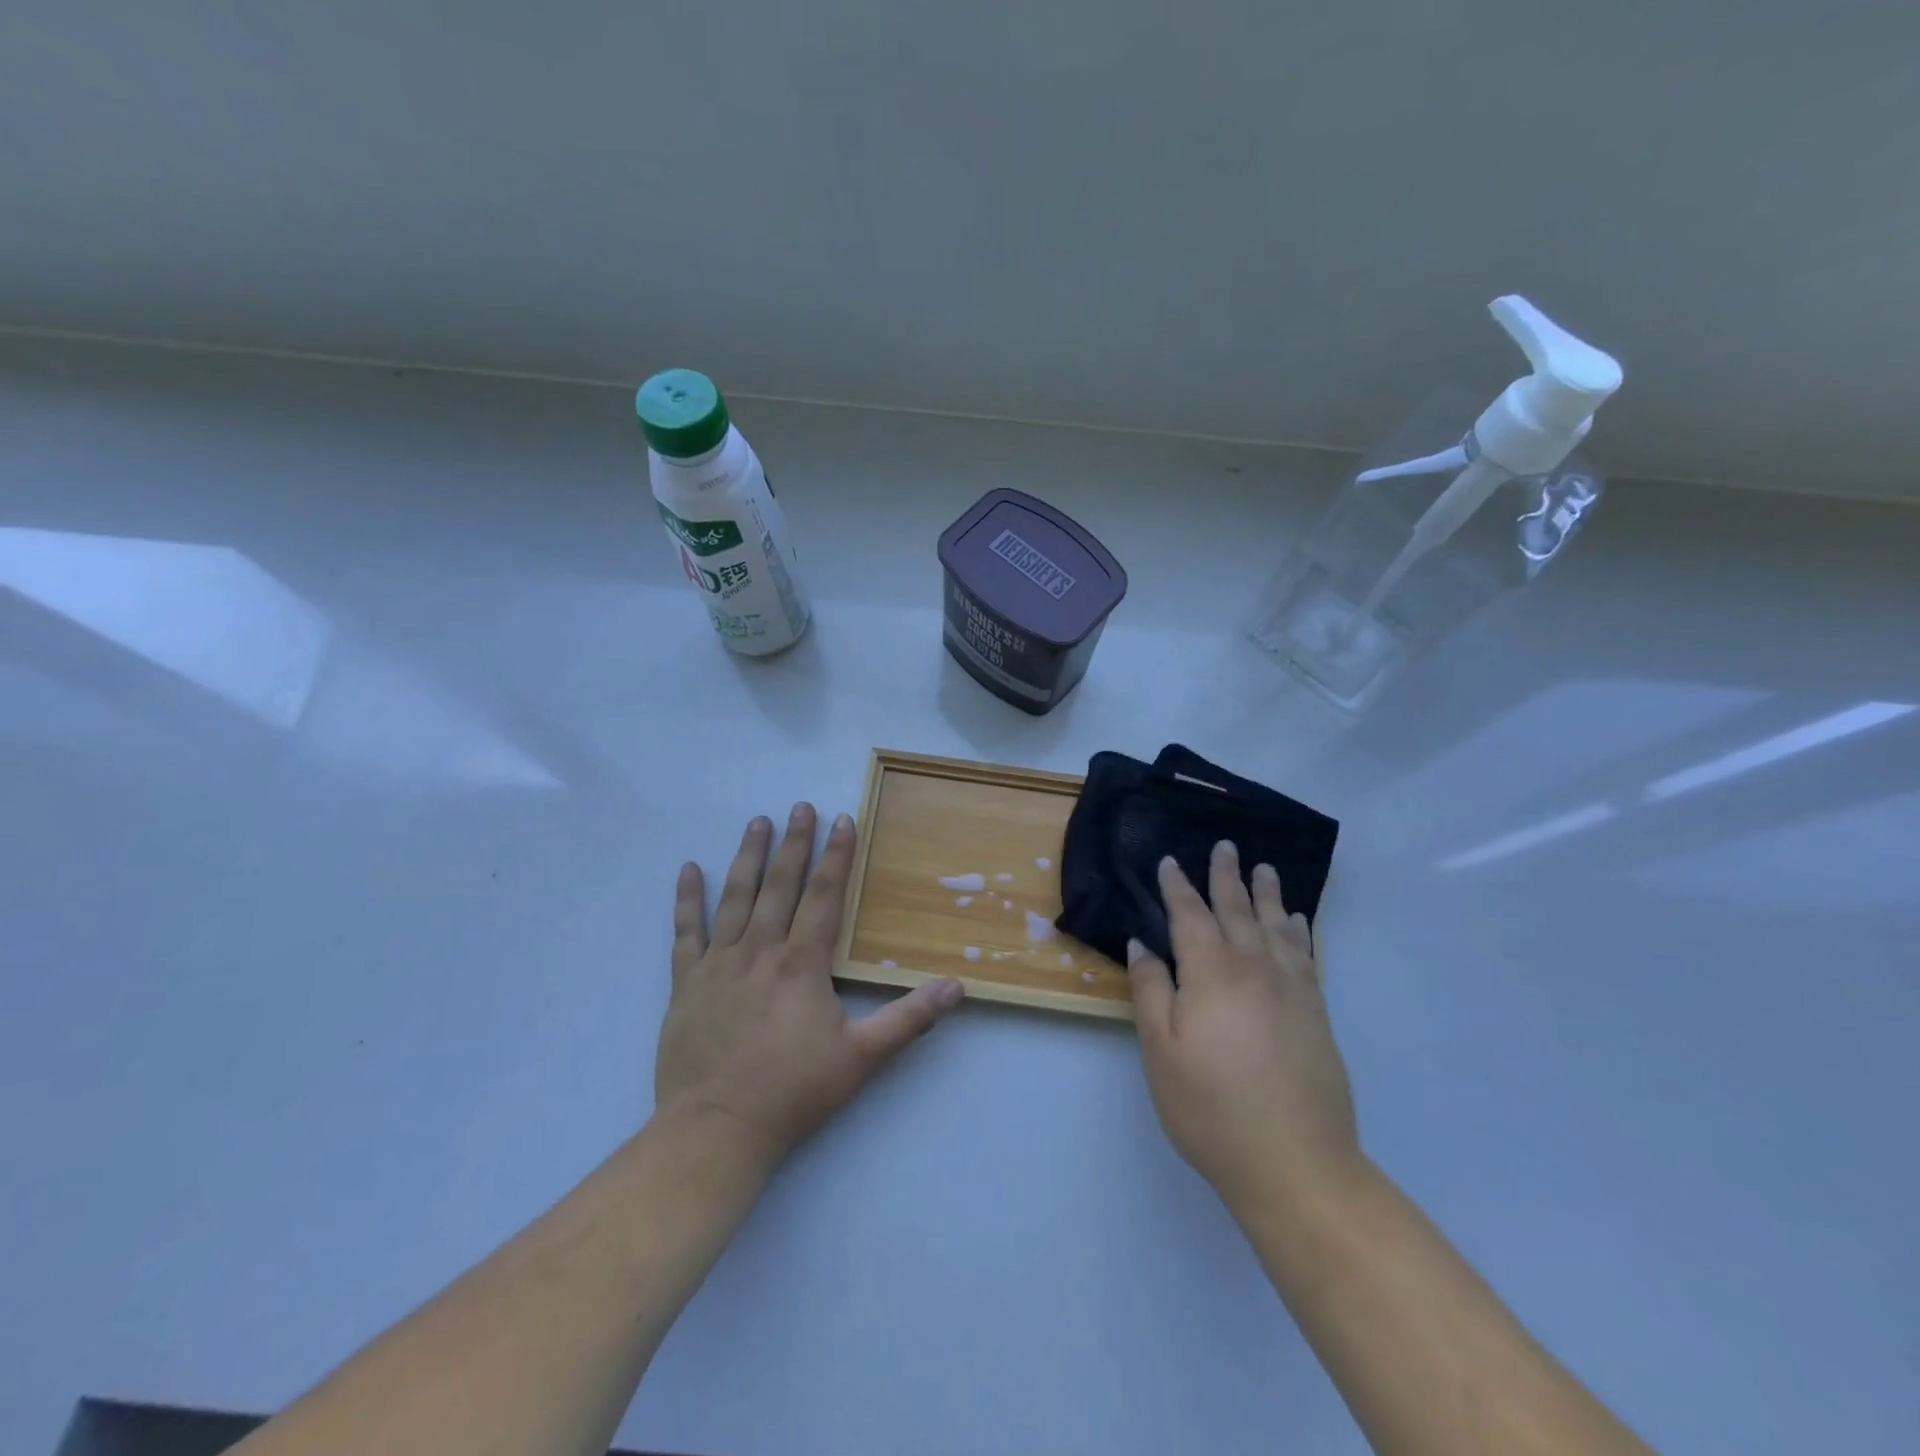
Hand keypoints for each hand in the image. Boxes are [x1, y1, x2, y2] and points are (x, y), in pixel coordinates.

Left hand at [654, 805, 964, 1172]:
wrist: (716, 1129)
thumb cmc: (794, 1092)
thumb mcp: (862, 1059)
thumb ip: (909, 1019)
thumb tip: (957, 987)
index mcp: (802, 964)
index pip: (825, 897)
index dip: (836, 857)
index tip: (842, 820)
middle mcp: (760, 951)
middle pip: (780, 886)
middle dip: (793, 844)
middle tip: (799, 807)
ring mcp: (719, 964)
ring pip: (735, 898)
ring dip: (748, 858)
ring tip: (756, 822)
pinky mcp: (687, 983)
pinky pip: (686, 932)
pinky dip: (687, 900)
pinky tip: (689, 869)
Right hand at [1127, 842, 1361, 1216]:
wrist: (1296, 1163)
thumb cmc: (1211, 1108)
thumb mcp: (1161, 1051)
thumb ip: (1150, 990)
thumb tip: (1143, 944)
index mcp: (1211, 972)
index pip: (1190, 915)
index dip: (1177, 886)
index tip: (1169, 861)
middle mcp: (1253, 967)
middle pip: (1236, 910)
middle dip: (1226, 876)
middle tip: (1224, 846)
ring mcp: (1291, 988)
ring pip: (1275, 925)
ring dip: (1266, 893)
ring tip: (1263, 867)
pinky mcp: (1315, 1011)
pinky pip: (1305, 954)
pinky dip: (1298, 931)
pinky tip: (1296, 921)